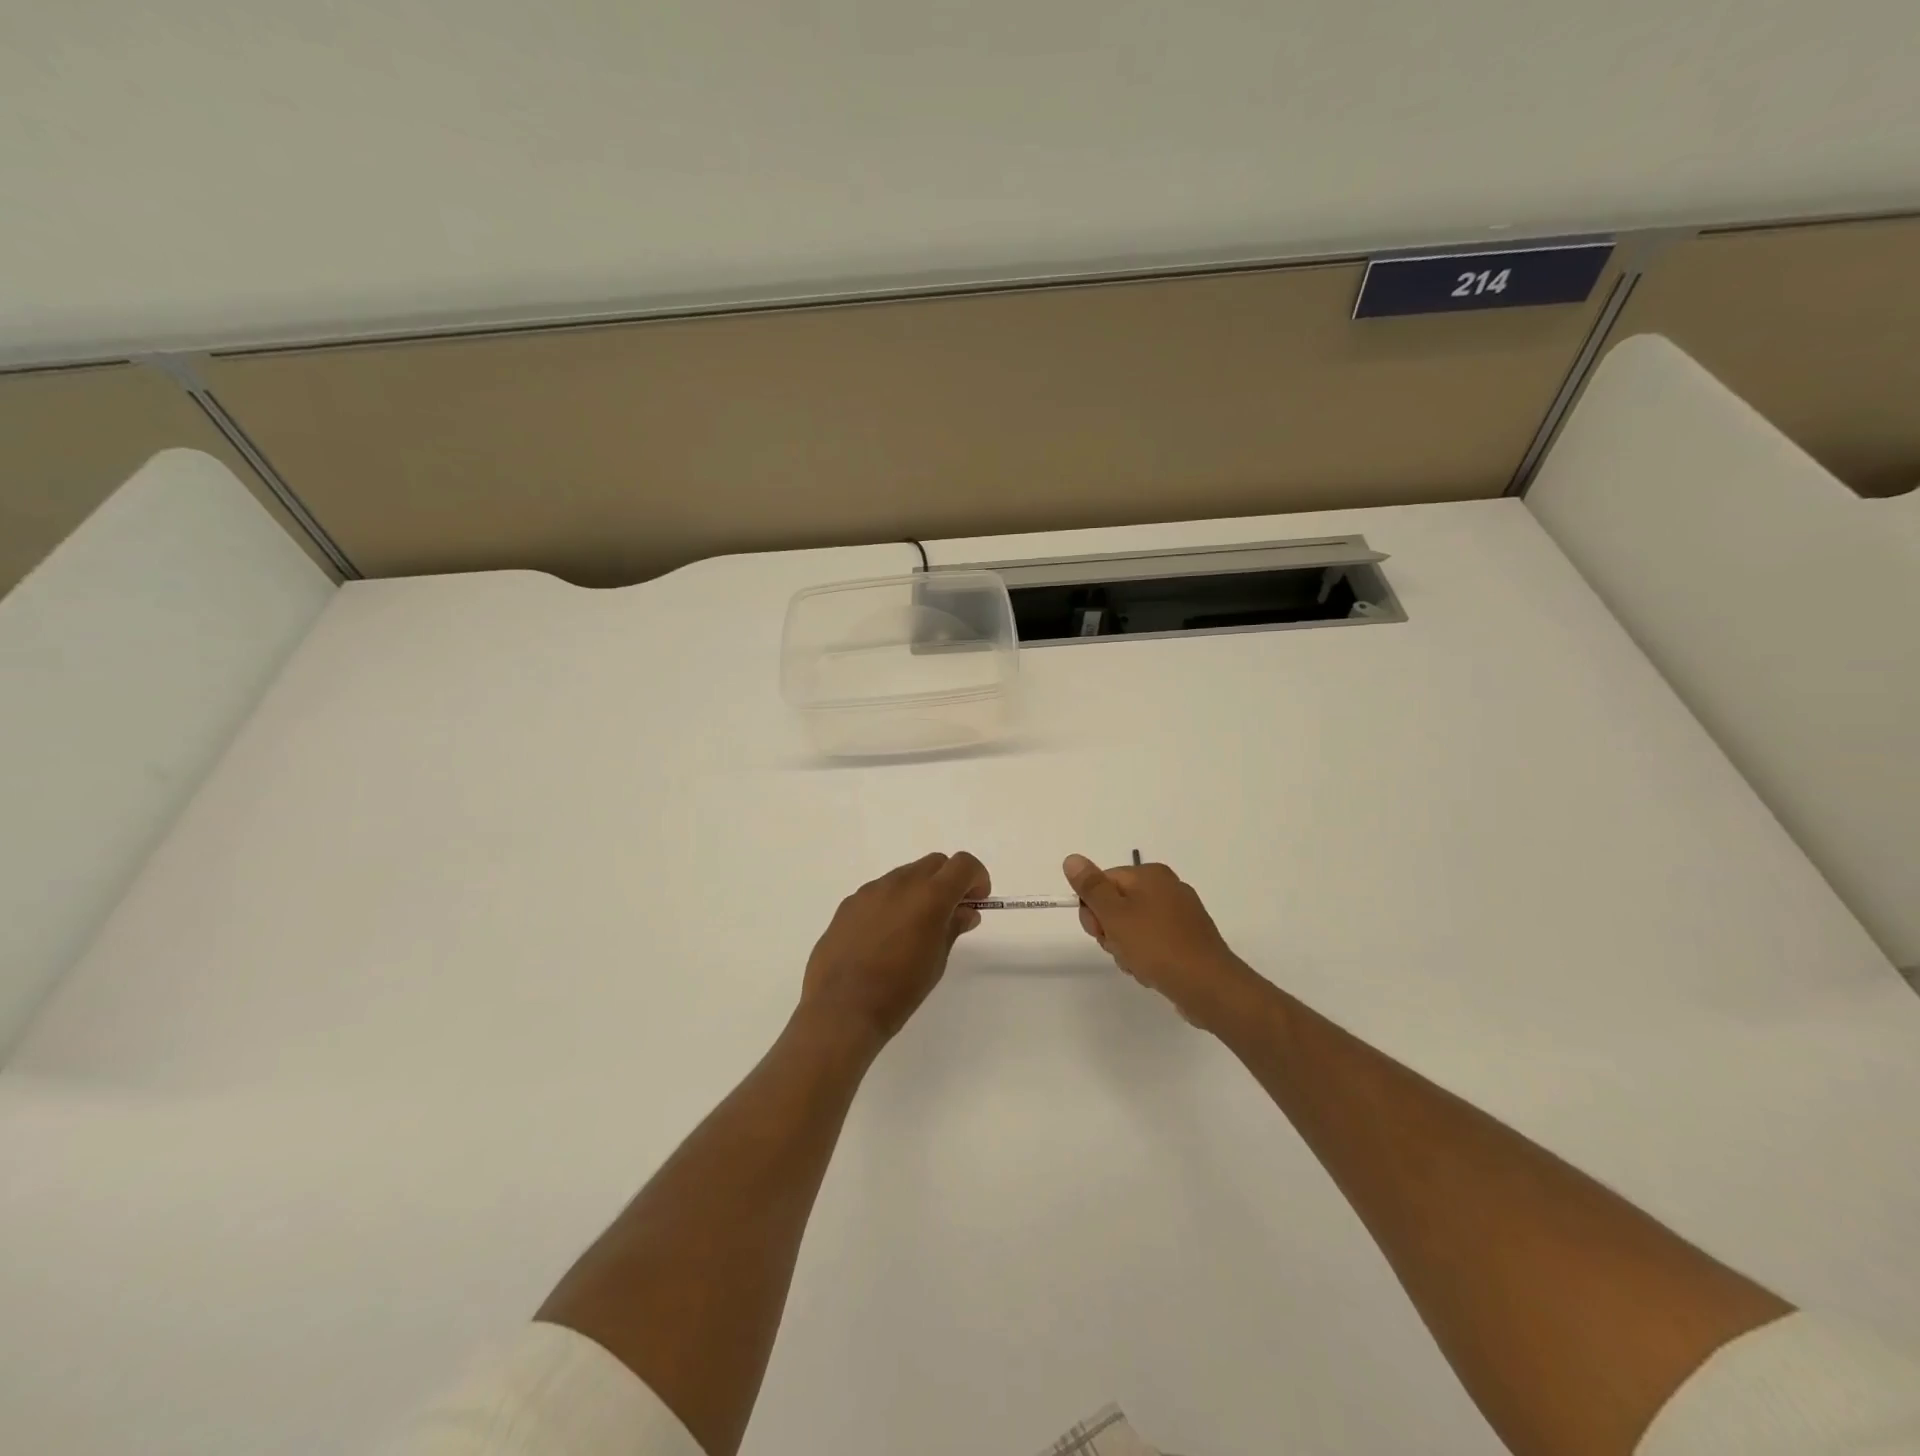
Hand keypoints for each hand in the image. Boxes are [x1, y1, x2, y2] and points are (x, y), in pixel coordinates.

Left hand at [799, 852, 989, 1048]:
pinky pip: (879, 892)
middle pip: (934, 863)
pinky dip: (892, 903)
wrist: (841, 1009)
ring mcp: (870, 891)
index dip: (976, 878)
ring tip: (914, 929)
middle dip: (948, 881)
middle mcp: (900, 883)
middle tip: (949, 914)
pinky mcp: (849, 904)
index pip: (963, 864)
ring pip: (905, 875)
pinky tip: (884, 937)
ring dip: (919, 891)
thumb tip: (965, 911)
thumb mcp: (937, 961)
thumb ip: (953, 927)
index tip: (976, 901)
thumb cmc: (899, 990)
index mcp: (929, 896)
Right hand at [1063, 854, 1258, 1030]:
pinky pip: (1153, 942)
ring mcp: (1180, 914)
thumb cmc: (1157, 946)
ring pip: (1133, 927)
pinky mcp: (1188, 939)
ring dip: (1126, 948)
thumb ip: (1091, 887)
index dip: (1093, 909)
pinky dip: (1146, 956)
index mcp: (1150, 874)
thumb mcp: (1115, 915)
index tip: (1098, 931)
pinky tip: (1152, 972)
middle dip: (1110, 931)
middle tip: (1120, 948)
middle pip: (1117, 905)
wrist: (1208, 986)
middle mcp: (1167, 887)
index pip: (1103, 882)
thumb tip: (1072, 859)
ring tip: (1138, 965)